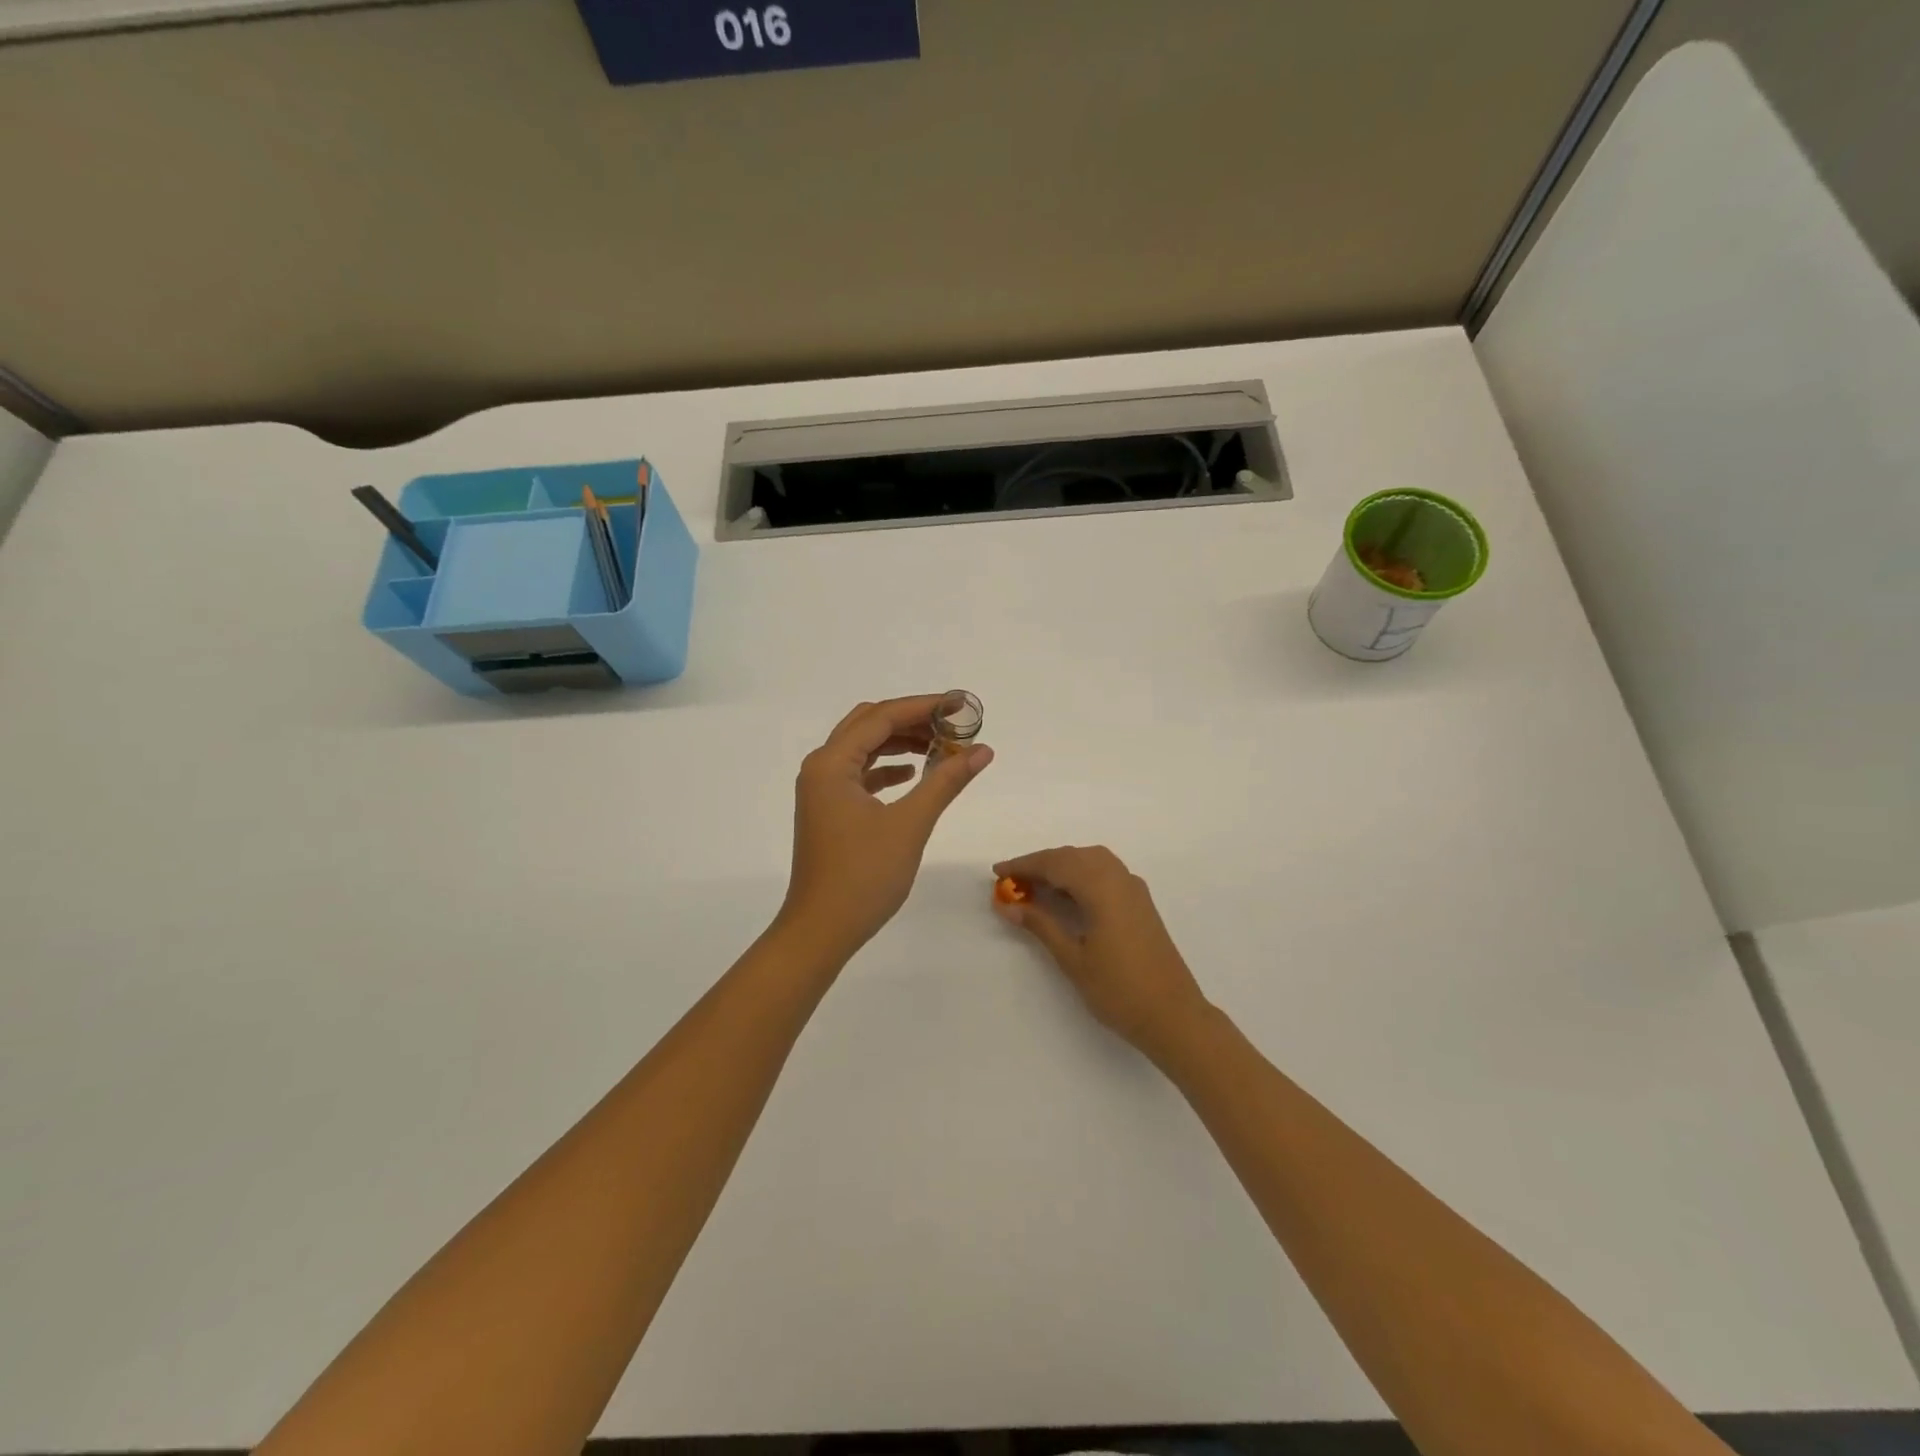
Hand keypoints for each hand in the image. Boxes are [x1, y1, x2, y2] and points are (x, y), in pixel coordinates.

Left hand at [780, 695, 994, 960]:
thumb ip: (946, 781)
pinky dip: (887, 768)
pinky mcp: (829, 810)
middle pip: (868, 725)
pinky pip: (859, 774)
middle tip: (952, 725)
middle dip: (911, 720)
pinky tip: (913, 774)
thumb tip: (982, 750)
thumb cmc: (863, 875)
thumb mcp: (910, 824)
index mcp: (832, 763)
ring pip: (863, 749)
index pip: (882, 717)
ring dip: (900, 743)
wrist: (821, 930)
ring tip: (941, 747)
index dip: (923, 707)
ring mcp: (822, 790)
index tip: (961, 706)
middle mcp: (821, 768)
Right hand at [992, 845, 1210, 1060]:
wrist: (1174, 1016)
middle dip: (1041, 863)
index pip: (1056, 863)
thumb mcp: (1073, 959)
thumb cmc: (1119, 991)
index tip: (997, 872)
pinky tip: (1068, 895)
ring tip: (1036, 886)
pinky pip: (1105, 872)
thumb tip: (1008, 905)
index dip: (1024, 865)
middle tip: (1012, 881)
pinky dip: (1081, 874)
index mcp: (1102, 888)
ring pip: (1091, 860)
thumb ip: (1041, 925)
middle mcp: (1120, 879)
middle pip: (1074, 856)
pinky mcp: (1141, 903)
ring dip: (1062, 866)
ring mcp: (1134, 889)